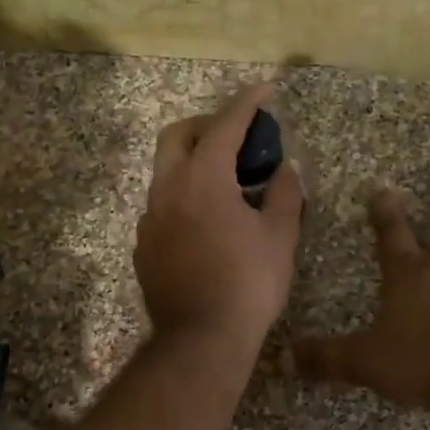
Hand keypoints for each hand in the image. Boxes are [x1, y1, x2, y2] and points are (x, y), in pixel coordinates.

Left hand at [136, 84, 303, 353]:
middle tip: (235, 135)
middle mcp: (167, 190)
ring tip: (226, 182)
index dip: (247, 103)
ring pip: (165, 173)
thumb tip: (286, 168)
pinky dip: (184, 198)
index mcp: (203, 179)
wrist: (201, 339)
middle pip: (176, 135)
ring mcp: (149, 219)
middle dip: (205, 124)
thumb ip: (284, 193)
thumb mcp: (280, 236)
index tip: (264, 90)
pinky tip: (206, 222)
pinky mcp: (143, 247)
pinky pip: (162, 207)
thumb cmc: (249, 284)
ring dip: (192, 163)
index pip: (224, 126)